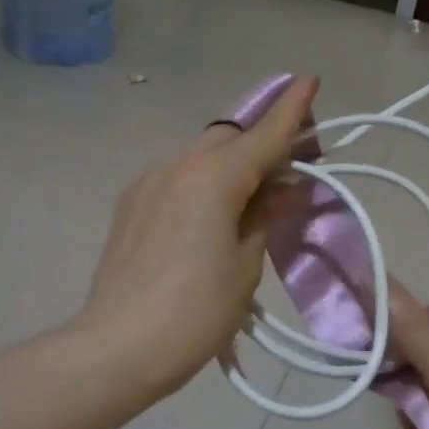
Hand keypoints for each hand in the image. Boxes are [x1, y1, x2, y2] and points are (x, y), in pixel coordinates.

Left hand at [80, 77, 318, 398]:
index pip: (262, 135)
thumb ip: (266, 215)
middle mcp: (177, 166)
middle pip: (229, 137)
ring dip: (233, 160)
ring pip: (201, 154)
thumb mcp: (246, 265)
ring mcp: (148, 183)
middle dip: (264, 138)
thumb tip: (286, 187)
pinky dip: (206, 179)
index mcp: (212, 178)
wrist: (117, 347)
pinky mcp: (131, 205)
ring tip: (259, 187)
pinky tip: (216, 208)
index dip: (291, 110)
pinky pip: (179, 176)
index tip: (310, 80)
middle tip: (296, 158)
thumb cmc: (195, 312)